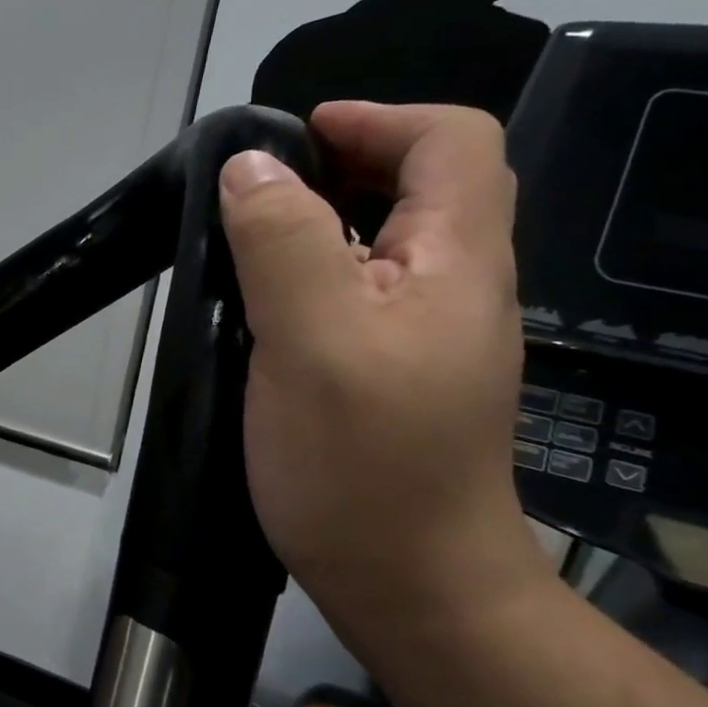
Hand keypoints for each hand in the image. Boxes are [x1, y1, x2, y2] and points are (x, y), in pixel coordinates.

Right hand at [220, 102, 548, 658]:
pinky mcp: (397, 372)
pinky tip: (267, 304)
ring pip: (389, 240)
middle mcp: (456, 288)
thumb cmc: (362, 464)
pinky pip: (364, 292)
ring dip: (325, 218)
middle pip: (426, 185)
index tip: (296, 140)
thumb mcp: (312, 340)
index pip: (451, 143)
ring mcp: (429, 335)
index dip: (377, 119)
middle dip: (346, 163)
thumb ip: (282, 242)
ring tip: (251, 237)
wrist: (411, 586)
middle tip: (262, 188)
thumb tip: (251, 166)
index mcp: (456, 263)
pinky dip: (317, 271)